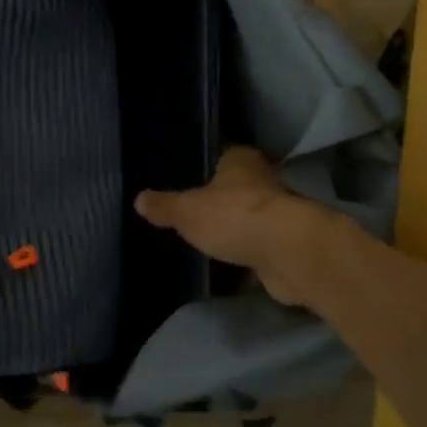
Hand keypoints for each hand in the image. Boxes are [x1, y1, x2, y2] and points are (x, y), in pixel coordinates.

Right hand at [135, 147, 322, 304]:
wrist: (287, 252)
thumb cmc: (234, 216)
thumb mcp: (187, 211)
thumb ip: (164, 206)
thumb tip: (139, 199)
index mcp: (242, 161)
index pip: (223, 157)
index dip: (208, 168)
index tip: (191, 181)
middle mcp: (265, 181)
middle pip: (240, 188)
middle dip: (224, 201)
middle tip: (197, 215)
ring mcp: (280, 214)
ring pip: (253, 219)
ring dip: (239, 231)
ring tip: (212, 243)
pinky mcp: (287, 245)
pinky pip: (261, 249)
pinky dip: (250, 258)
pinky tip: (232, 270)